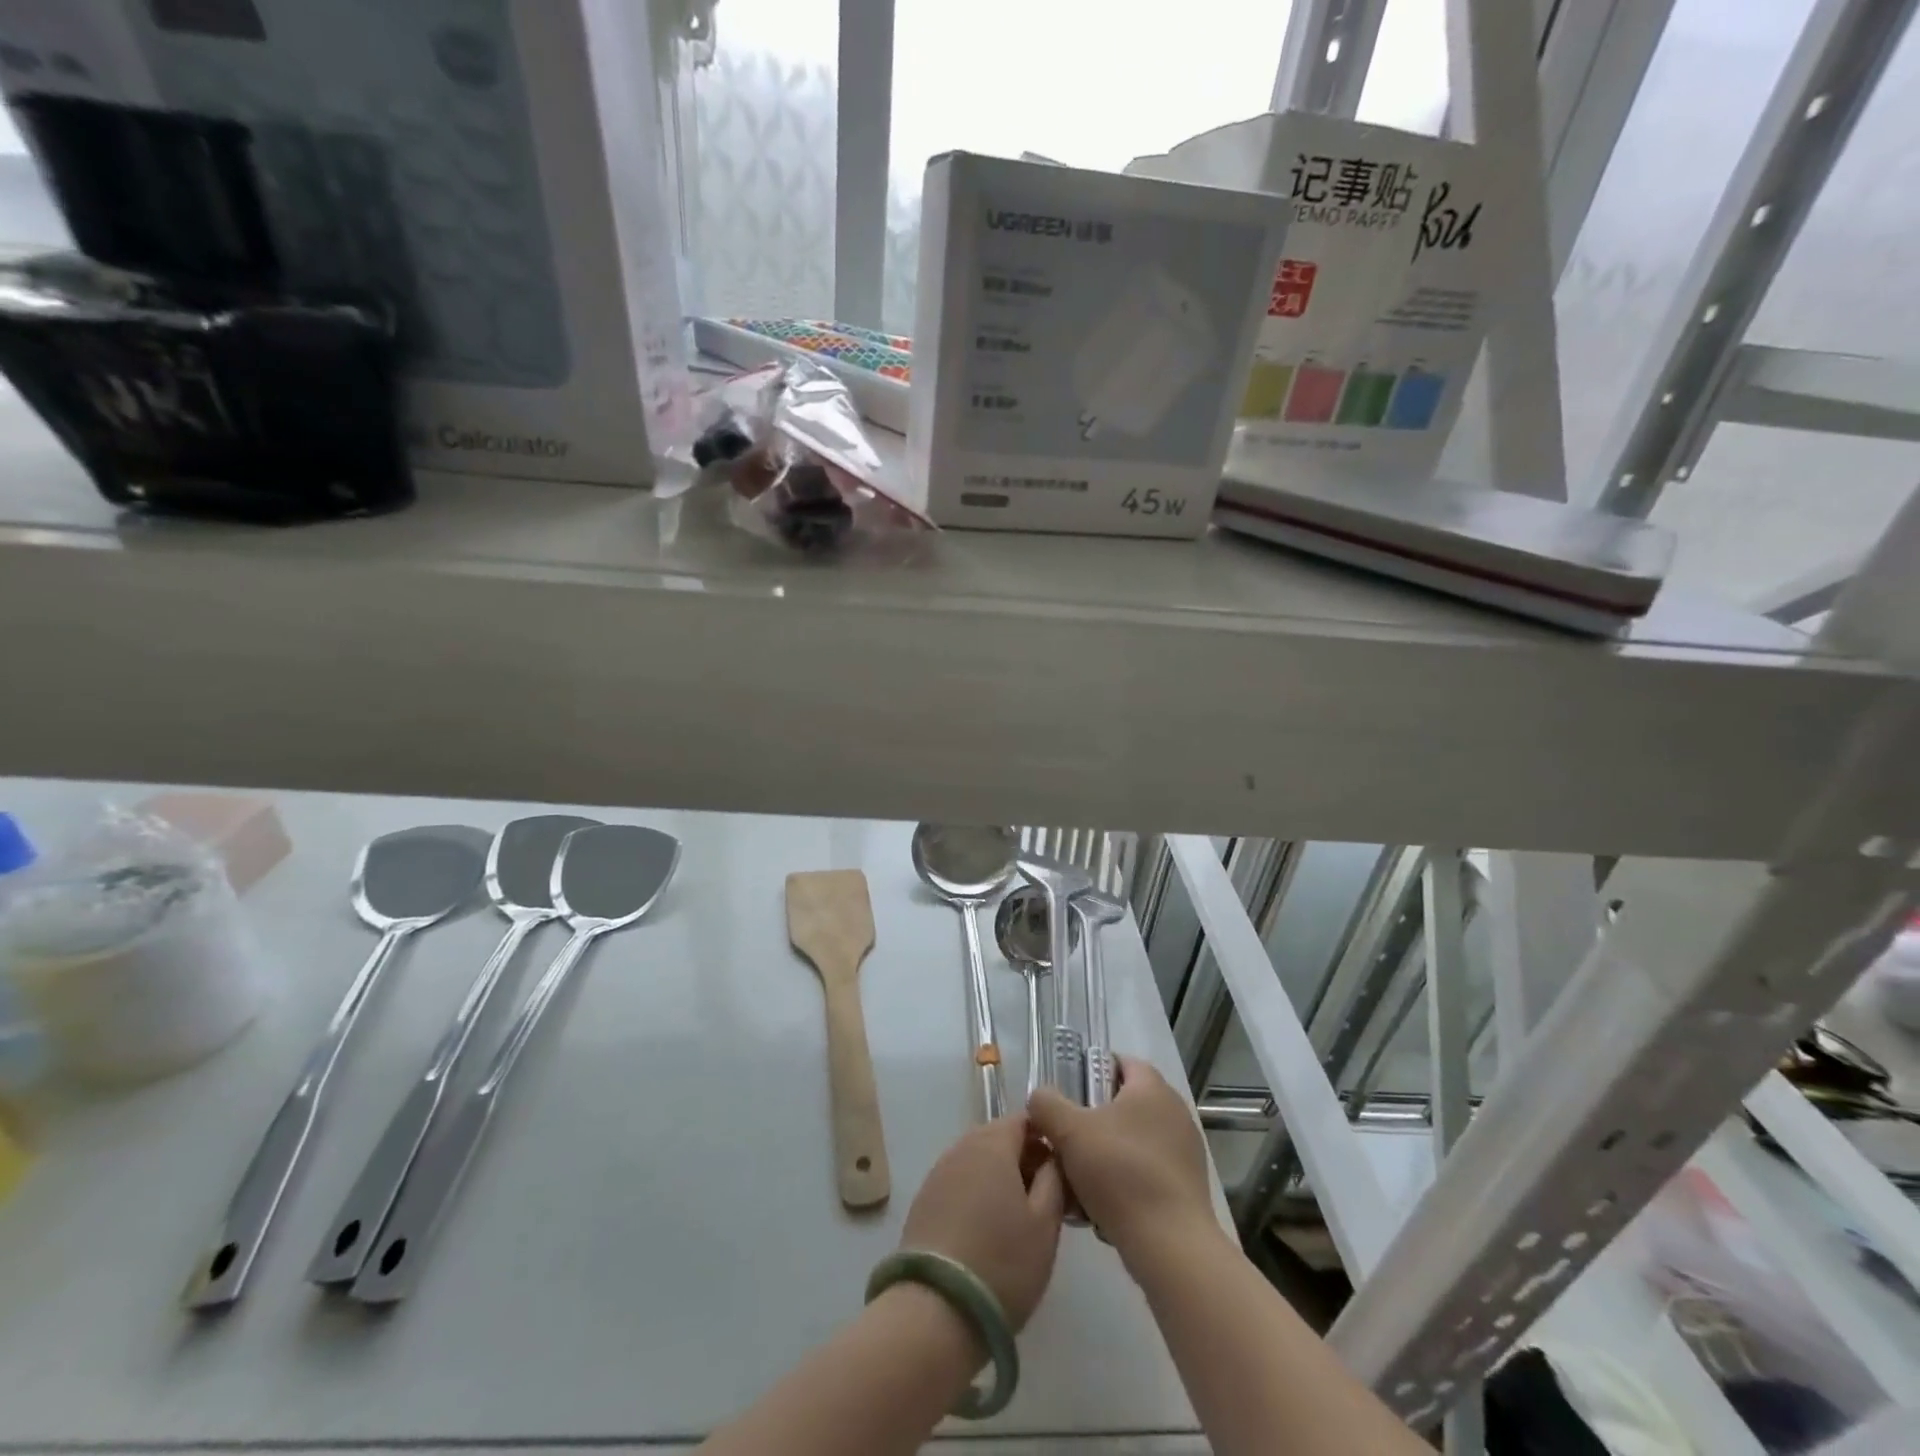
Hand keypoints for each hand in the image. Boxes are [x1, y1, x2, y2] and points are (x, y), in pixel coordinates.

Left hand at [898, 1116, 1066, 1329]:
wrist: (936, 1310)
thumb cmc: (1002, 1263)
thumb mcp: (1045, 1224)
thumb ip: (1054, 1180)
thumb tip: (1052, 1158)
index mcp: (992, 1144)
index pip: (1023, 1120)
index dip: (1045, 1138)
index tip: (1059, 1170)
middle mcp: (961, 1147)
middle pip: (998, 1138)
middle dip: (1022, 1158)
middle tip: (1043, 1197)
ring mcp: (938, 1174)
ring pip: (977, 1161)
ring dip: (998, 1177)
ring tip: (1016, 1218)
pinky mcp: (923, 1201)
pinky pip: (958, 1183)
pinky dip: (976, 1194)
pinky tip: (985, 1230)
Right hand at [1028, 1057, 1223, 1267]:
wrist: (1170, 1246)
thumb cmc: (1120, 1173)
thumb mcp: (1069, 1132)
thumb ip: (1047, 1105)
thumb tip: (1040, 1098)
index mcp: (1153, 1088)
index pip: (1121, 1062)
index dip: (1091, 1070)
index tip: (1067, 1094)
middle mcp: (1174, 1112)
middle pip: (1124, 1103)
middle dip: (1092, 1119)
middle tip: (1066, 1137)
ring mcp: (1185, 1151)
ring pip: (1132, 1140)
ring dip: (1105, 1153)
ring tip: (1077, 1178)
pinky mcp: (1186, 1187)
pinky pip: (1145, 1171)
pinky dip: (1123, 1180)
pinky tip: (1101, 1205)